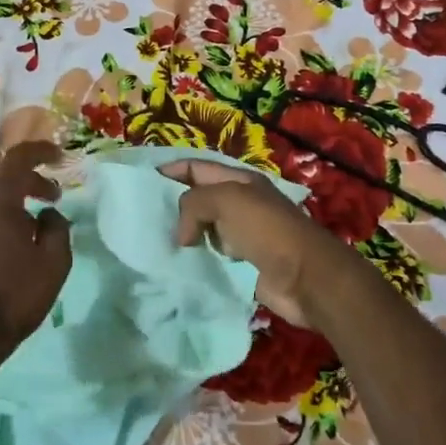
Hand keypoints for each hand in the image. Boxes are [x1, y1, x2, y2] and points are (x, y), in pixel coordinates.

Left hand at [0, 141, 73, 348]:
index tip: (60, 157)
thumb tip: (47, 214)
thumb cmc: (12, 296)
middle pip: (0, 179)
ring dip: (7, 206)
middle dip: (28, 183)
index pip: (19, 157)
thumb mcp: (54, 264)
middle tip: (50, 199)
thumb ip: (57, 228)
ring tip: (26, 231)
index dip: (41, 151)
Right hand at [159, 158, 358, 330]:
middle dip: (172, 205)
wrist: (305, 277)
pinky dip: (195, 260)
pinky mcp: (242, 265)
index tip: (141, 181)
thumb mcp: (226, 201)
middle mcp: (240, 204)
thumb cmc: (266, 230)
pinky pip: (211, 257)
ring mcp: (242, 235)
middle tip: (140, 217)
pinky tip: (175, 266)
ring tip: (152, 243)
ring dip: (182, 236)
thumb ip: (193, 204)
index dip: (171, 170)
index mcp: (239, 181)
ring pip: (203, 230)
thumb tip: (181, 234)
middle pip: (199, 199)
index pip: (197, 167)